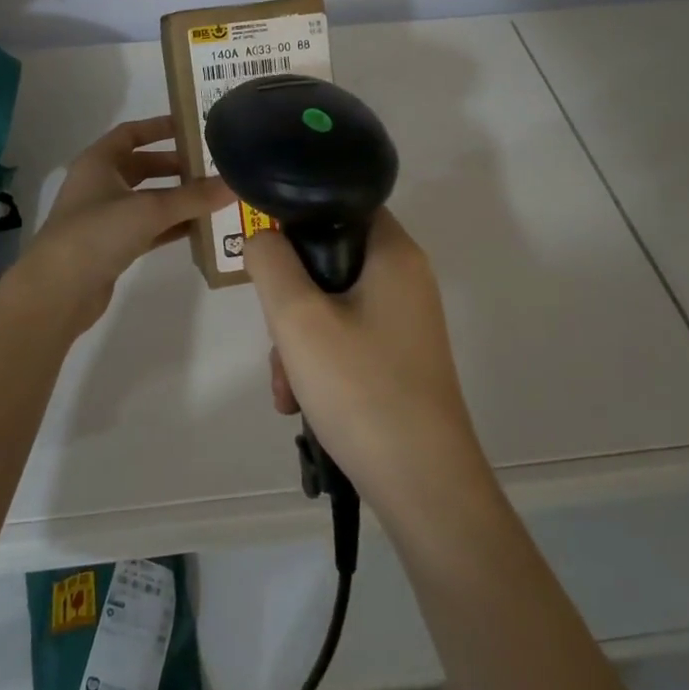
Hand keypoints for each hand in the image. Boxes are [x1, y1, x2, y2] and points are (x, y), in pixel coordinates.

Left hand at [19, 116, 231, 332]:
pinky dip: (171, 226)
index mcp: (98, 162)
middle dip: (176, 166)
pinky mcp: (112, 246)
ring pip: (147, 199)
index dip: (160, 127)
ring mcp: (104, 217)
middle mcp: (99, 184)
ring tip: (214, 197)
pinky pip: (148, 228)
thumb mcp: (149, 209)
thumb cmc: (97, 233)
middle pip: (142, 166)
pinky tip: (200, 229)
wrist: (58, 290)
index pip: (131, 133)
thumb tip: (235, 183)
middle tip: (212, 167)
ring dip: (177, 198)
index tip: (193, 127)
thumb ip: (193, 197)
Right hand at [246, 209, 488, 513]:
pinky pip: (347, 337)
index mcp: (394, 253)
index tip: (270, 258)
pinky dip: (319, 362)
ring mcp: (405, 320)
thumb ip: (270, 262)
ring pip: (332, 304)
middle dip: (290, 300)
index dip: (299, 220)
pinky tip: (300, 403)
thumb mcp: (297, 318)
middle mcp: (406, 278)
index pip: (342, 204)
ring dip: (298, 340)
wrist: (423, 485)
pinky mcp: (399, 356)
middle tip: (278, 339)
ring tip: (286, 387)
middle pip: (330, 259)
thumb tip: (264, 239)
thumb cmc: (361, 388)